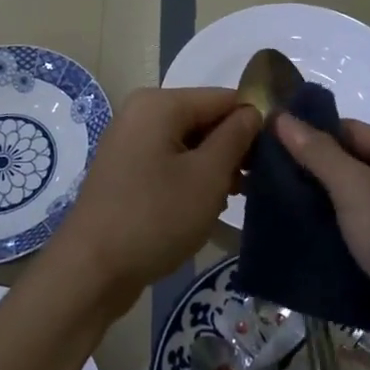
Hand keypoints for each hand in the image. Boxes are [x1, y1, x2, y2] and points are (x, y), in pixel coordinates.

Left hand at [53, 88, 261, 312]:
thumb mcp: (207, 176)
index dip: (254, 121)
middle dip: (233, 148)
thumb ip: (236, 137)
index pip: (223, 98)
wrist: (91, 270)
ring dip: (214, 167)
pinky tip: (207, 207)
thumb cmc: (154, 217)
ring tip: (234, 198)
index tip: (279, 153)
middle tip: (258, 182)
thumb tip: (254, 112)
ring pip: (189, 144)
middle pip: (204, 119)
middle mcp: (141, 114)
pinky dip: (191, 179)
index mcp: (159, 104)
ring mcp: (130, 143)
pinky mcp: (126, 171)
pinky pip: (170, 162)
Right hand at [274, 113, 369, 369]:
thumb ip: (319, 154)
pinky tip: (290, 239)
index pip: (349, 131)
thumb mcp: (358, 191)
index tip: (263, 142)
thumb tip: (281, 117)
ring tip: (263, 205)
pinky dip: (325, 236)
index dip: (308, 134)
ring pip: (345, 204)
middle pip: (346, 166)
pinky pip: (350, 236)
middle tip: (256, 176)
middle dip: (306, 172)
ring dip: (311, 206)